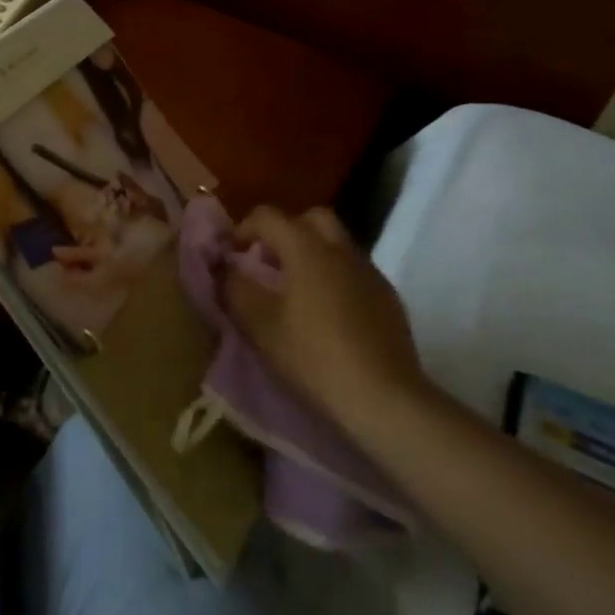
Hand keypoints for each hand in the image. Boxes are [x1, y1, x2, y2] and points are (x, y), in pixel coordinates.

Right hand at [227, 206, 430, 437]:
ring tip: (295, 292)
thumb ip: (235, 287)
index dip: (243, 229)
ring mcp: (370, 273)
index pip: (268, 216)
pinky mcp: (388, 299)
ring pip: (336, 244)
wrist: (383, 398)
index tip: (232, 256)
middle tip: (268, 263)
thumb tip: (225, 267)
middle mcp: (341, 250)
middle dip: (285, 232)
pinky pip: (354, 272)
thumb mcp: (259, 324)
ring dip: (312, 255)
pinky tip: (327, 315)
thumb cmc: (313, 356)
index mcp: (307, 248)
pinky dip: (335, 278)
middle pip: (310, 218)